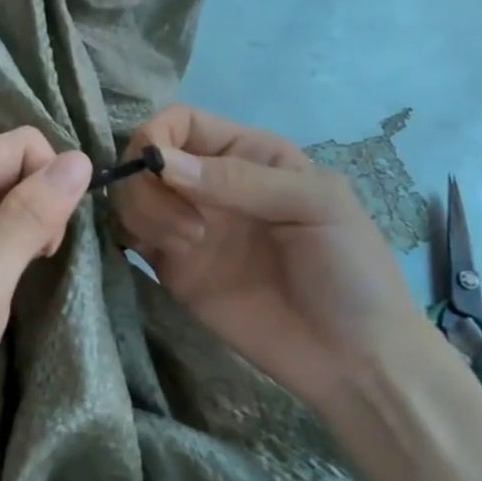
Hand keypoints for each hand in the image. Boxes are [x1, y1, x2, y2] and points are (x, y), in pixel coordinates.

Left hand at [0, 127, 92, 452]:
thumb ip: (29, 216)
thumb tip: (81, 159)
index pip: (20, 146)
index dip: (48, 186)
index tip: (45, 245)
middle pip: (13, 166)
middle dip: (37, 208)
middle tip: (29, 264)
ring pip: (8, 194)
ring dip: (26, 229)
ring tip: (11, 276)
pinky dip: (11, 243)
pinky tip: (1, 278)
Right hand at [113, 105, 428, 410]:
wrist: (351, 357)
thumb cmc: (350, 269)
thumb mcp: (315, 204)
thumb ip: (239, 179)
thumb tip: (160, 163)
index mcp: (246, 153)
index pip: (179, 123)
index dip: (157, 137)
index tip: (160, 171)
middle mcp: (208, 183)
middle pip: (144, 158)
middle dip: (146, 184)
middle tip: (188, 228)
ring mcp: (186, 225)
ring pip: (129, 196)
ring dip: (143, 213)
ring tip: (186, 247)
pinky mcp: (172, 267)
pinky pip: (129, 236)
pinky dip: (129, 236)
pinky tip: (166, 256)